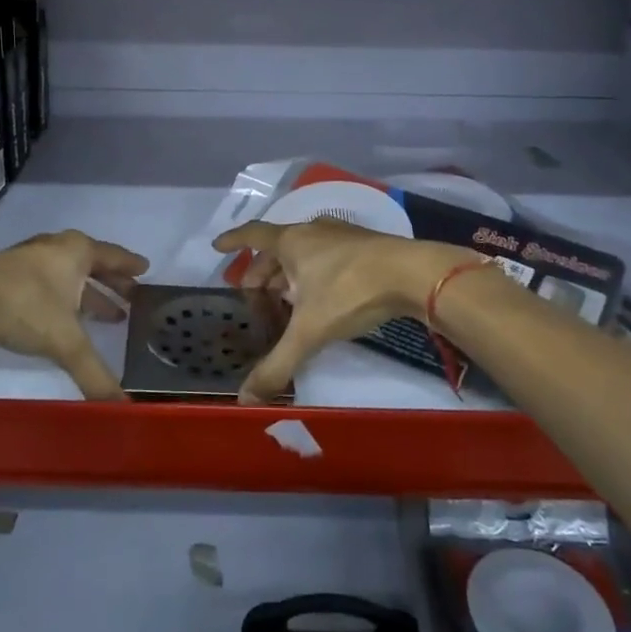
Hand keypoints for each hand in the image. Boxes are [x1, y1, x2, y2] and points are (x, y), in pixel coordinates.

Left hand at [0, 230, 147, 398]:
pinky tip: (59, 314)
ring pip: (67, 272)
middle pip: (92, 262)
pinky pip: (46, 280)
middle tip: (129, 296)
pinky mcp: (5, 273)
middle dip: (110, 282)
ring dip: (85, 291)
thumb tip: (123, 408)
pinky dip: (61, 295)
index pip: (113, 256)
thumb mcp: (66, 342)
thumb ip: (95, 374)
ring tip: (102, 313)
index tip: (145, 269)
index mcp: (77, 252)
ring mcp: (28, 258)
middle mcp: (56, 248)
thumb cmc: (25, 308)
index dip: (130, 266)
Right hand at [212, 220, 462, 402]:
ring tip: (285, 298)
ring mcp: (341, 236)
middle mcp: (313, 232)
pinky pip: (327, 256)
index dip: (233, 241)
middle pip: (278, 247)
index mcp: (292, 242)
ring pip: (304, 251)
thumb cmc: (350, 292)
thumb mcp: (309, 331)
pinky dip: (314, 273)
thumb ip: (277, 364)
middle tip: (254, 293)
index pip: (253, 235)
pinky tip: (321, 296)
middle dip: (262, 269)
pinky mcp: (365, 246)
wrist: (413, 274)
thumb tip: (244, 399)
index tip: (217, 247)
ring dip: (289, 272)